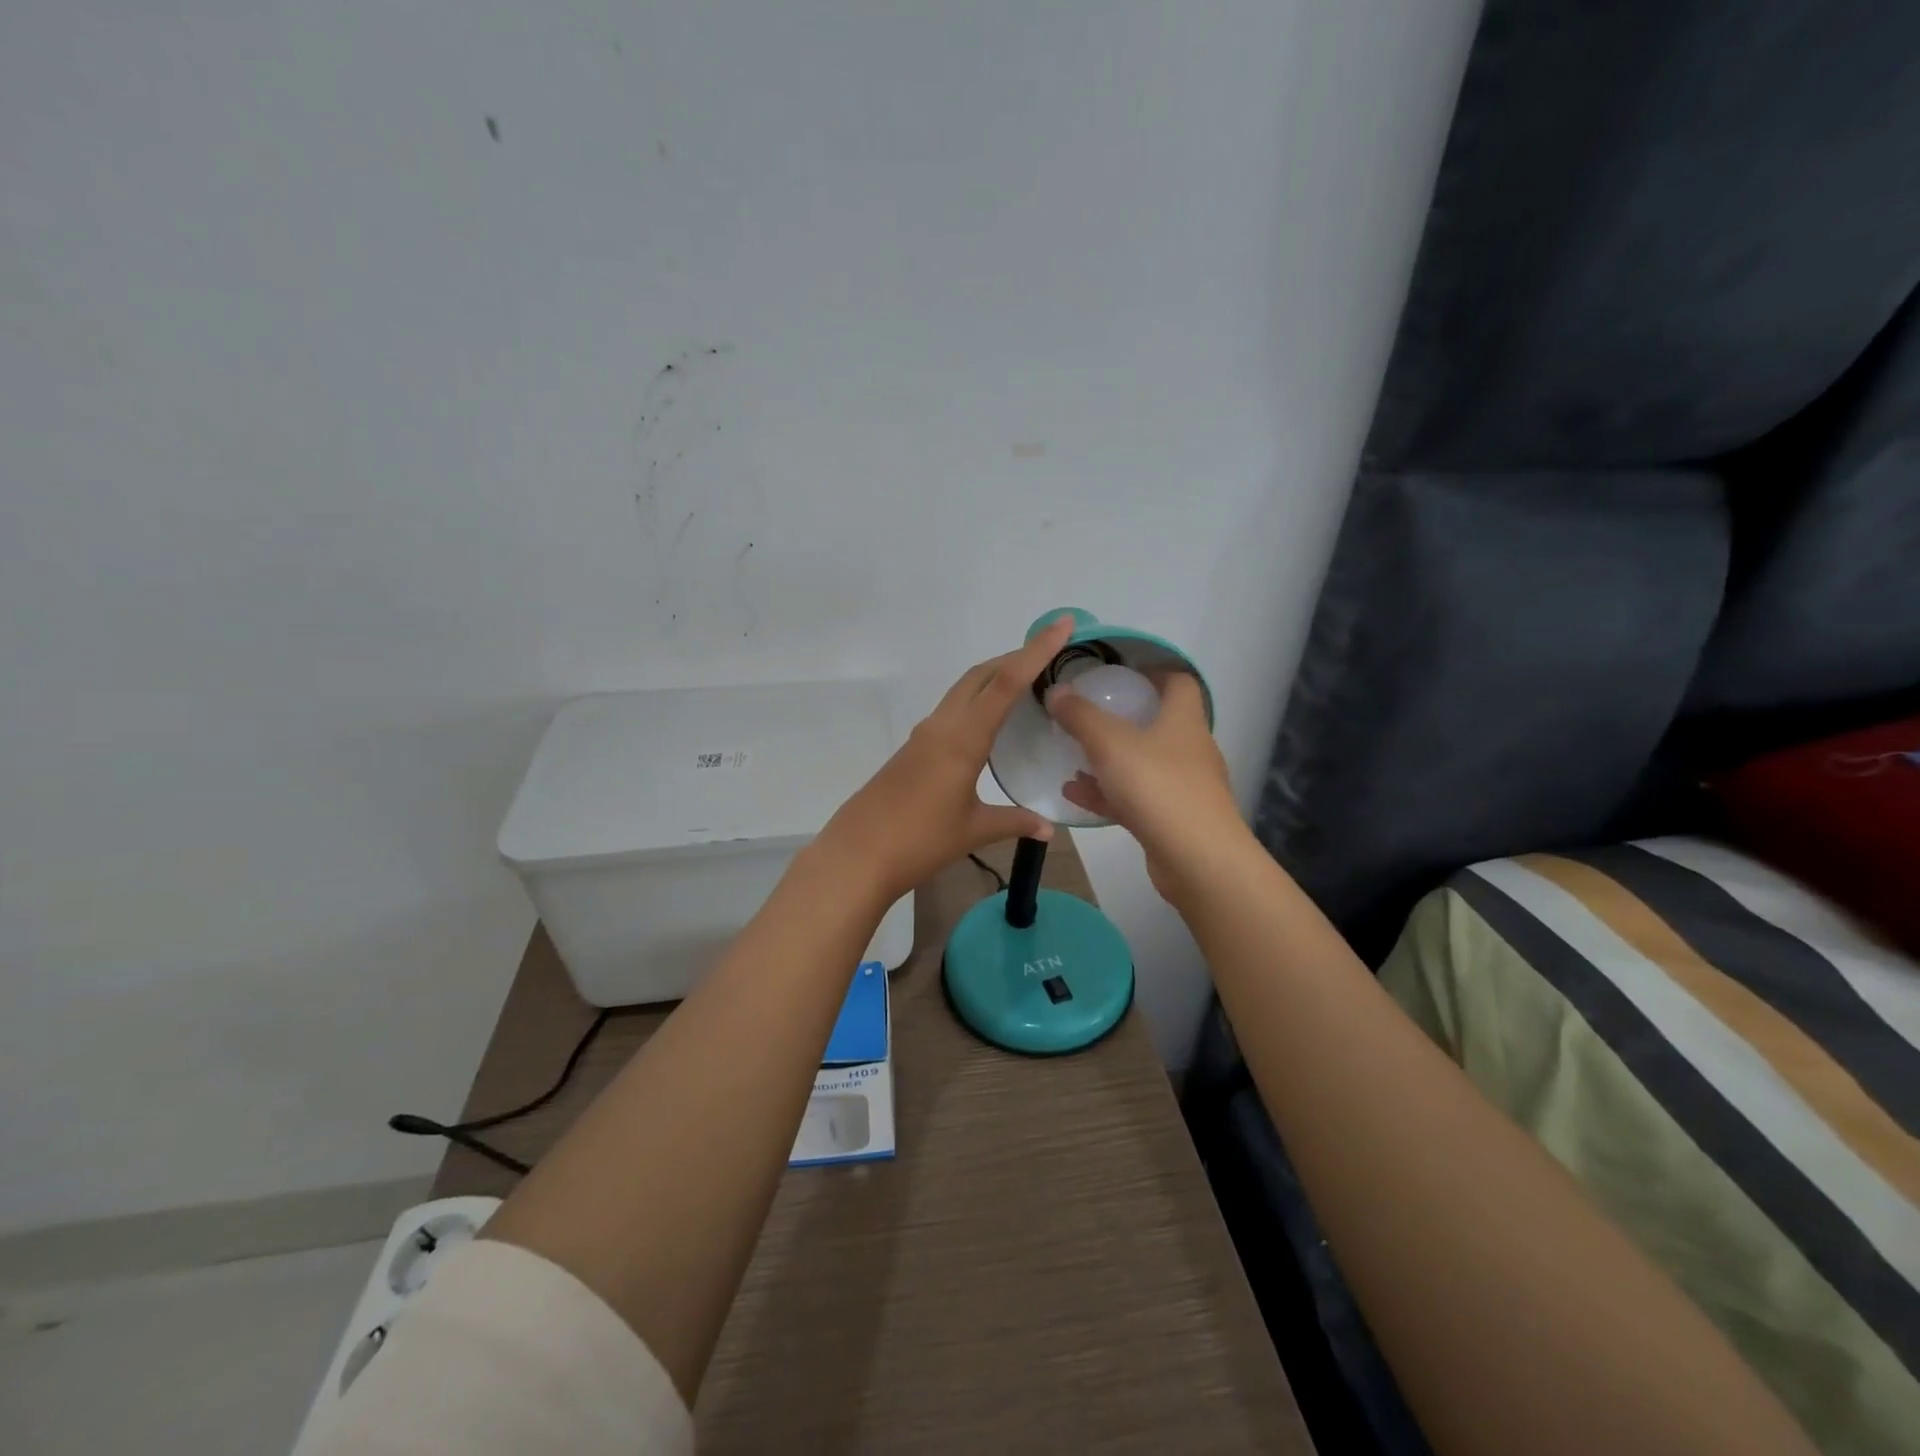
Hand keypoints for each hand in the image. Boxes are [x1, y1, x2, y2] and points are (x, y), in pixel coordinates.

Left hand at [813, 615, 1076, 903]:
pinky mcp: (913, 748)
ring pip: (963, 690)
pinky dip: (977, 701)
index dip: (1036, 651)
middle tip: (1050, 654)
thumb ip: (1014, 822)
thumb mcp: (974, 830)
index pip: (1005, 683)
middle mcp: (942, 726)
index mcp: (962, 739)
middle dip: (1016, 657)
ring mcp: (924, 735)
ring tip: (1027, 683)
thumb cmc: (919, 841)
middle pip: (981, 675)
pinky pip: (952, 710)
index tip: (1061, 625)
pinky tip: (990, 722)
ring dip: (994, 678)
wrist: (857, 855)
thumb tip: (1049, 830)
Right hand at [1046, 671, 1244, 900]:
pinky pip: (1135, 798)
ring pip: (1143, 764)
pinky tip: (1074, 794)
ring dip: (1110, 760)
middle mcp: (1190, 750)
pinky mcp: (1173, 820)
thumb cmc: (1158, 787)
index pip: (1179, 683)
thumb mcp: (1110, 743)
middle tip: (1088, 716)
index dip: (1153, 673)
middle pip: (1159, 724)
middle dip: (1124, 719)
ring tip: (1072, 758)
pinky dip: (1107, 793)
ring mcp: (1184, 787)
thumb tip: (1056, 690)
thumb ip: (1080, 716)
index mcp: (1184, 721)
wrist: (1198, 860)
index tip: (1120, 674)